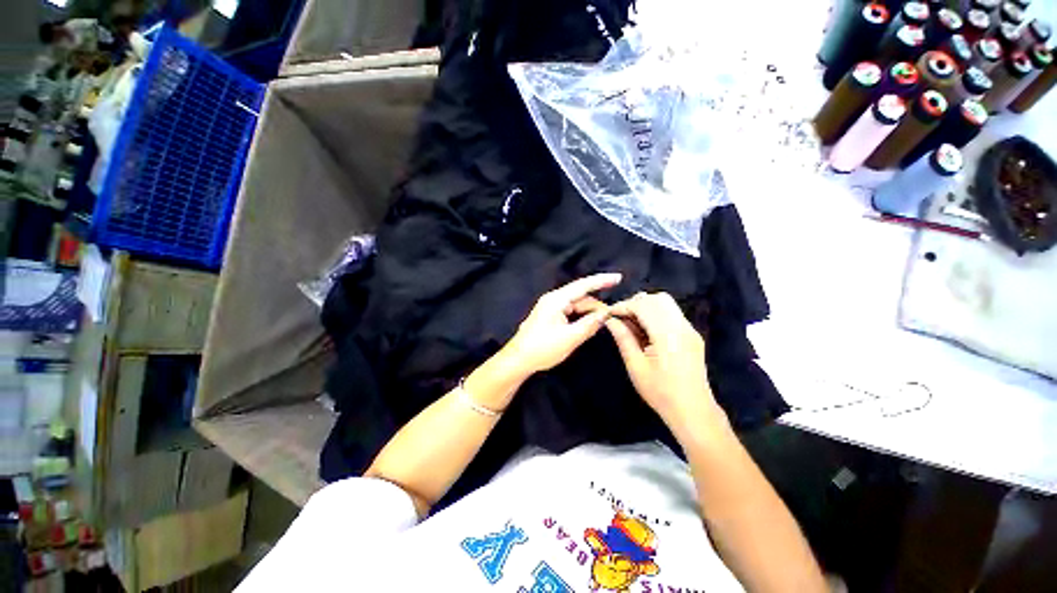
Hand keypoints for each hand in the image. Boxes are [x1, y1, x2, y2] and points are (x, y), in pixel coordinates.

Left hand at [503, 273, 621, 375]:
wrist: (518, 360)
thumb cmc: (543, 348)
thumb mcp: (570, 338)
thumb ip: (590, 324)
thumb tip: (606, 314)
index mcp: (557, 300)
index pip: (583, 285)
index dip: (602, 281)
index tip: (618, 278)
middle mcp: (553, 299)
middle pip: (580, 296)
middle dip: (597, 305)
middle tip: (613, 316)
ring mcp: (550, 307)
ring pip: (575, 305)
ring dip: (589, 312)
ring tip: (602, 323)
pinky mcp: (549, 316)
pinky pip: (569, 311)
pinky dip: (580, 317)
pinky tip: (588, 325)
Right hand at [606, 292, 725, 433]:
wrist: (693, 411)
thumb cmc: (660, 392)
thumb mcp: (636, 366)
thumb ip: (623, 338)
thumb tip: (610, 320)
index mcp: (667, 335)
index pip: (643, 305)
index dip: (624, 306)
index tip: (609, 314)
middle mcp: (682, 327)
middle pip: (658, 299)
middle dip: (636, 303)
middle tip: (621, 318)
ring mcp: (690, 330)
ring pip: (666, 304)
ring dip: (646, 307)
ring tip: (632, 324)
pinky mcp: (692, 335)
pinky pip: (672, 314)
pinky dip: (656, 314)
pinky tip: (646, 331)